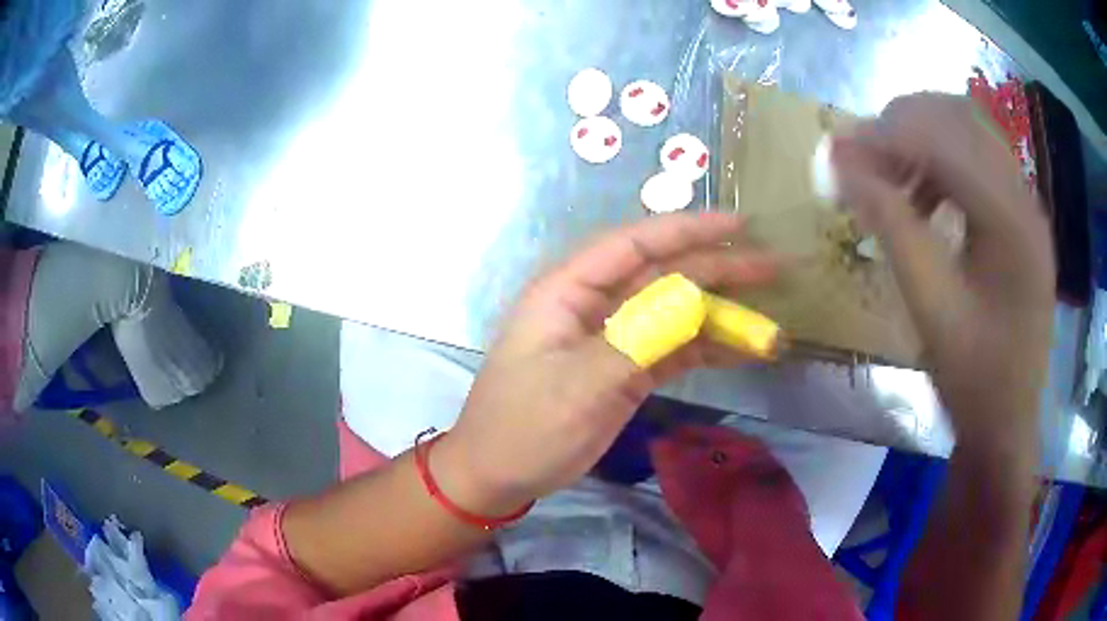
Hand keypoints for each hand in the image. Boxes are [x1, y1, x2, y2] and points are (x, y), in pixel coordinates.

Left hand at [434, 213, 775, 511]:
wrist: (498, 474)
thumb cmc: (524, 426)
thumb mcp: (577, 385)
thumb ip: (636, 340)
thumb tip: (691, 301)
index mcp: (568, 290)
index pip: (634, 244)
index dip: (688, 230)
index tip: (739, 227)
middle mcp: (593, 305)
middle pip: (662, 274)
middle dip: (717, 269)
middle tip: (770, 267)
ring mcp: (612, 338)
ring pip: (674, 313)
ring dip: (719, 314)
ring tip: (767, 319)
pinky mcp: (624, 370)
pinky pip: (672, 350)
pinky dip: (706, 350)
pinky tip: (742, 350)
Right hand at [832, 93, 1053, 446]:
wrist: (1009, 421)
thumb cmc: (974, 379)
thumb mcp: (930, 308)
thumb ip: (891, 225)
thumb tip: (841, 163)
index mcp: (1011, 223)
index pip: (943, 141)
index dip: (885, 135)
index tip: (836, 150)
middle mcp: (1024, 196)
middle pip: (957, 117)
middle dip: (901, 125)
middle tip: (862, 161)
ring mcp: (1026, 202)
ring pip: (967, 129)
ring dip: (922, 137)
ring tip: (890, 176)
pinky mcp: (1020, 214)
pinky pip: (977, 157)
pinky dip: (942, 159)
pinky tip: (924, 197)